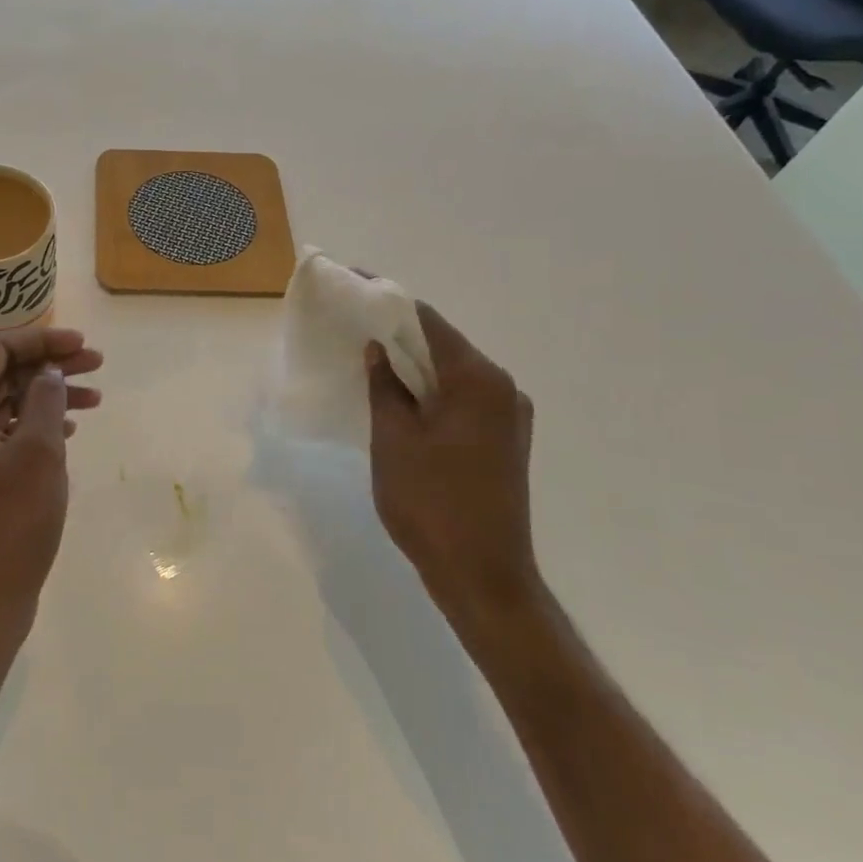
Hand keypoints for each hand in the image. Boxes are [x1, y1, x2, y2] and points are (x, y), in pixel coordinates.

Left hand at [0, 326, 102, 659]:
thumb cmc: (8, 523)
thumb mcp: (38, 453)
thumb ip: (45, 399)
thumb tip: (48, 372)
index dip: (42, 341)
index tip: (83, 344)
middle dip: (48, 368)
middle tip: (97, 366)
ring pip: (1, 406)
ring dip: (45, 398)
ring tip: (94, 398)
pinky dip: (31, 427)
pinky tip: (67, 430)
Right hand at [365, 298, 543, 652]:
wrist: (484, 577)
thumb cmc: (432, 504)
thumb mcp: (394, 440)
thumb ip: (385, 387)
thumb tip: (377, 350)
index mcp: (478, 380)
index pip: (427, 320)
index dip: (387, 298)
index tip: (353, 284)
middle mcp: (503, 388)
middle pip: (443, 344)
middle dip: (397, 331)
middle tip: (353, 322)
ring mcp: (510, 416)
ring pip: (452, 373)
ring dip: (413, 364)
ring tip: (369, 358)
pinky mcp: (505, 440)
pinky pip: (462, 399)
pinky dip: (430, 390)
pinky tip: (399, 398)